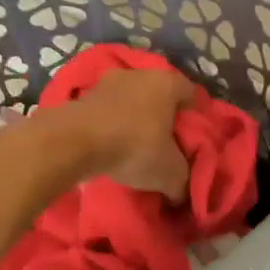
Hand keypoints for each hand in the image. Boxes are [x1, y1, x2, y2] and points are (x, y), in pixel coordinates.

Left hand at [64, 67, 194, 201]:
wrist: (74, 141)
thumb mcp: (170, 174)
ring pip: (132, 99)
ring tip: (135, 145)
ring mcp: (108, 80)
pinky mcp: (83, 94)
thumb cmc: (134, 147)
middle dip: (163, 116)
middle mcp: (140, 73)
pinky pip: (107, 109)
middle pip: (160, 94)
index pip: (192, 94)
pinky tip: (111, 143)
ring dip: (134, 117)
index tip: (191, 139)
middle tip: (165, 143)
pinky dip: (112, 122)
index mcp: (168, 83)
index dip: (194, 117)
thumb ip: (183, 182)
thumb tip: (182, 195)